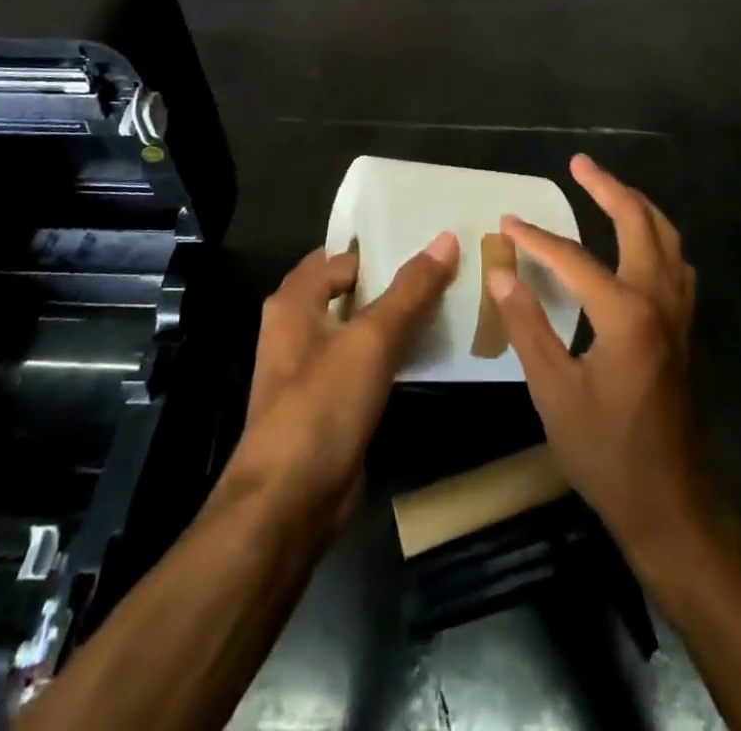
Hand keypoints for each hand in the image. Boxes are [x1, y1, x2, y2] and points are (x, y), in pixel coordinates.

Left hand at [223, 234, 458, 529]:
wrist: (289, 504)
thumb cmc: (321, 407)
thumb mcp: (371, 340)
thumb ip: (410, 290)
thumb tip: (446, 238)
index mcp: (295, 302)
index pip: (342, 256)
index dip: (381, 245)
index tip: (429, 236)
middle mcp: (299, 327)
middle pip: (353, 290)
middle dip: (396, 279)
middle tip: (450, 263)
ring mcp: (314, 368)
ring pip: (363, 327)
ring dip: (399, 316)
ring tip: (452, 297)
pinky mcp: (332, 402)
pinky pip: (368, 362)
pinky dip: (395, 352)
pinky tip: (433, 347)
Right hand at [490, 155, 701, 560]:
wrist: (673, 504)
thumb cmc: (607, 452)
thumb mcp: (554, 393)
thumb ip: (527, 327)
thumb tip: (501, 275)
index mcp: (626, 313)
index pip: (573, 258)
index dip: (536, 239)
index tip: (506, 223)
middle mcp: (659, 299)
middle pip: (638, 222)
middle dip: (607, 187)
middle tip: (579, 163)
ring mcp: (680, 312)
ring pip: (666, 237)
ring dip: (637, 206)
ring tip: (607, 188)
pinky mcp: (685, 328)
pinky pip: (676, 263)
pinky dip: (656, 237)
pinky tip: (640, 243)